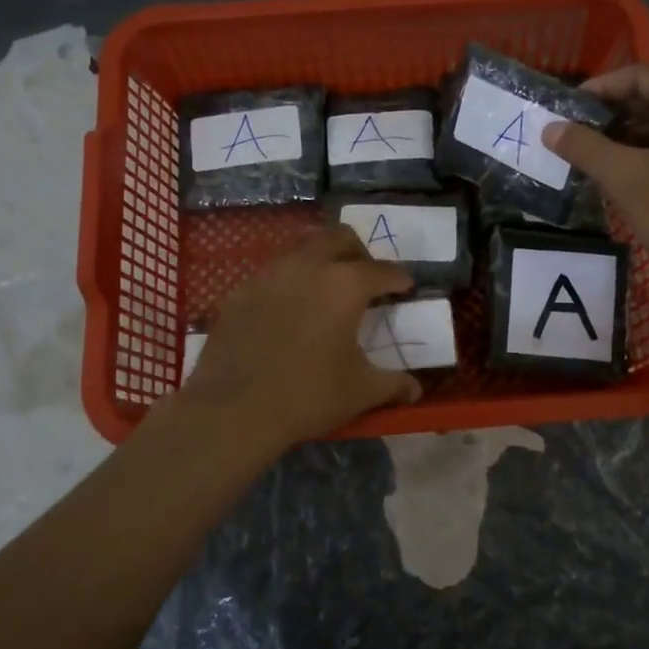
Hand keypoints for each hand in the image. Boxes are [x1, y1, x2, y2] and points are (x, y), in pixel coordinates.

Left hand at [179, 227, 421, 447]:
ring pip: (302, 249)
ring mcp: (269, 275)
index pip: (382, 270)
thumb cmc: (308, 395)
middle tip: (366, 278)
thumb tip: (415, 389)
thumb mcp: (361, 392)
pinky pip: (272, 275)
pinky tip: (288, 311)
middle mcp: (307, 266)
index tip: (406, 287)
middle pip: (339, 238)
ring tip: (326, 290)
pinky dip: (289, 283)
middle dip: (359, 252)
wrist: (233, 410)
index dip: (399, 278)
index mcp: (345, 284)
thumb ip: (393, 384)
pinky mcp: (240, 292)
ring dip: (320, 261)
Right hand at [544, 64, 648, 291]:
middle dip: (613, 118)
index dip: (597, 90)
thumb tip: (550, 128)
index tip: (565, 111)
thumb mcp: (627, 178)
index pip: (637, 76)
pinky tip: (632, 183)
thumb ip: (586, 148)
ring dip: (633, 141)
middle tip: (576, 139)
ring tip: (597, 163)